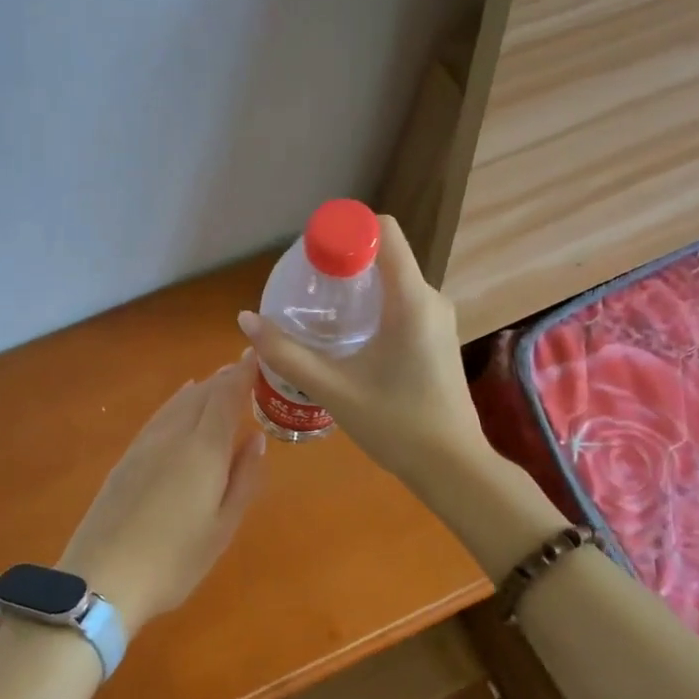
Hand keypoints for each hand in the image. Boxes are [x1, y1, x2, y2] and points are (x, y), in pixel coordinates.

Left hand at [57, 355, 268, 636]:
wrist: (102, 578)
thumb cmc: (174, 560)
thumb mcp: (222, 527)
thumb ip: (243, 479)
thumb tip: (255, 440)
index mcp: (203, 449)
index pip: (227, 395)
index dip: (244, 373)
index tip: (258, 354)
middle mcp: (174, 435)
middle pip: (202, 394)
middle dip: (225, 378)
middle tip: (245, 369)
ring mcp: (145, 445)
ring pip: (178, 402)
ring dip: (201, 388)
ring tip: (217, 380)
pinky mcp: (126, 459)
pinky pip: (159, 416)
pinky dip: (177, 402)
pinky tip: (180, 404)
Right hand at [237, 215, 486, 488]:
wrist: (452, 468)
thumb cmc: (397, 424)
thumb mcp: (334, 389)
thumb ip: (287, 353)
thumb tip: (246, 320)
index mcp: (411, 299)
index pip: (382, 231)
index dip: (345, 230)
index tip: (311, 255)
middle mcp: (430, 298)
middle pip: (383, 255)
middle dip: (342, 261)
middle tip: (305, 287)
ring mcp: (437, 318)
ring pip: (392, 280)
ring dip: (356, 286)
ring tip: (319, 311)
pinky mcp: (436, 337)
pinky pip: (401, 302)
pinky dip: (371, 305)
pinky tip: (346, 336)